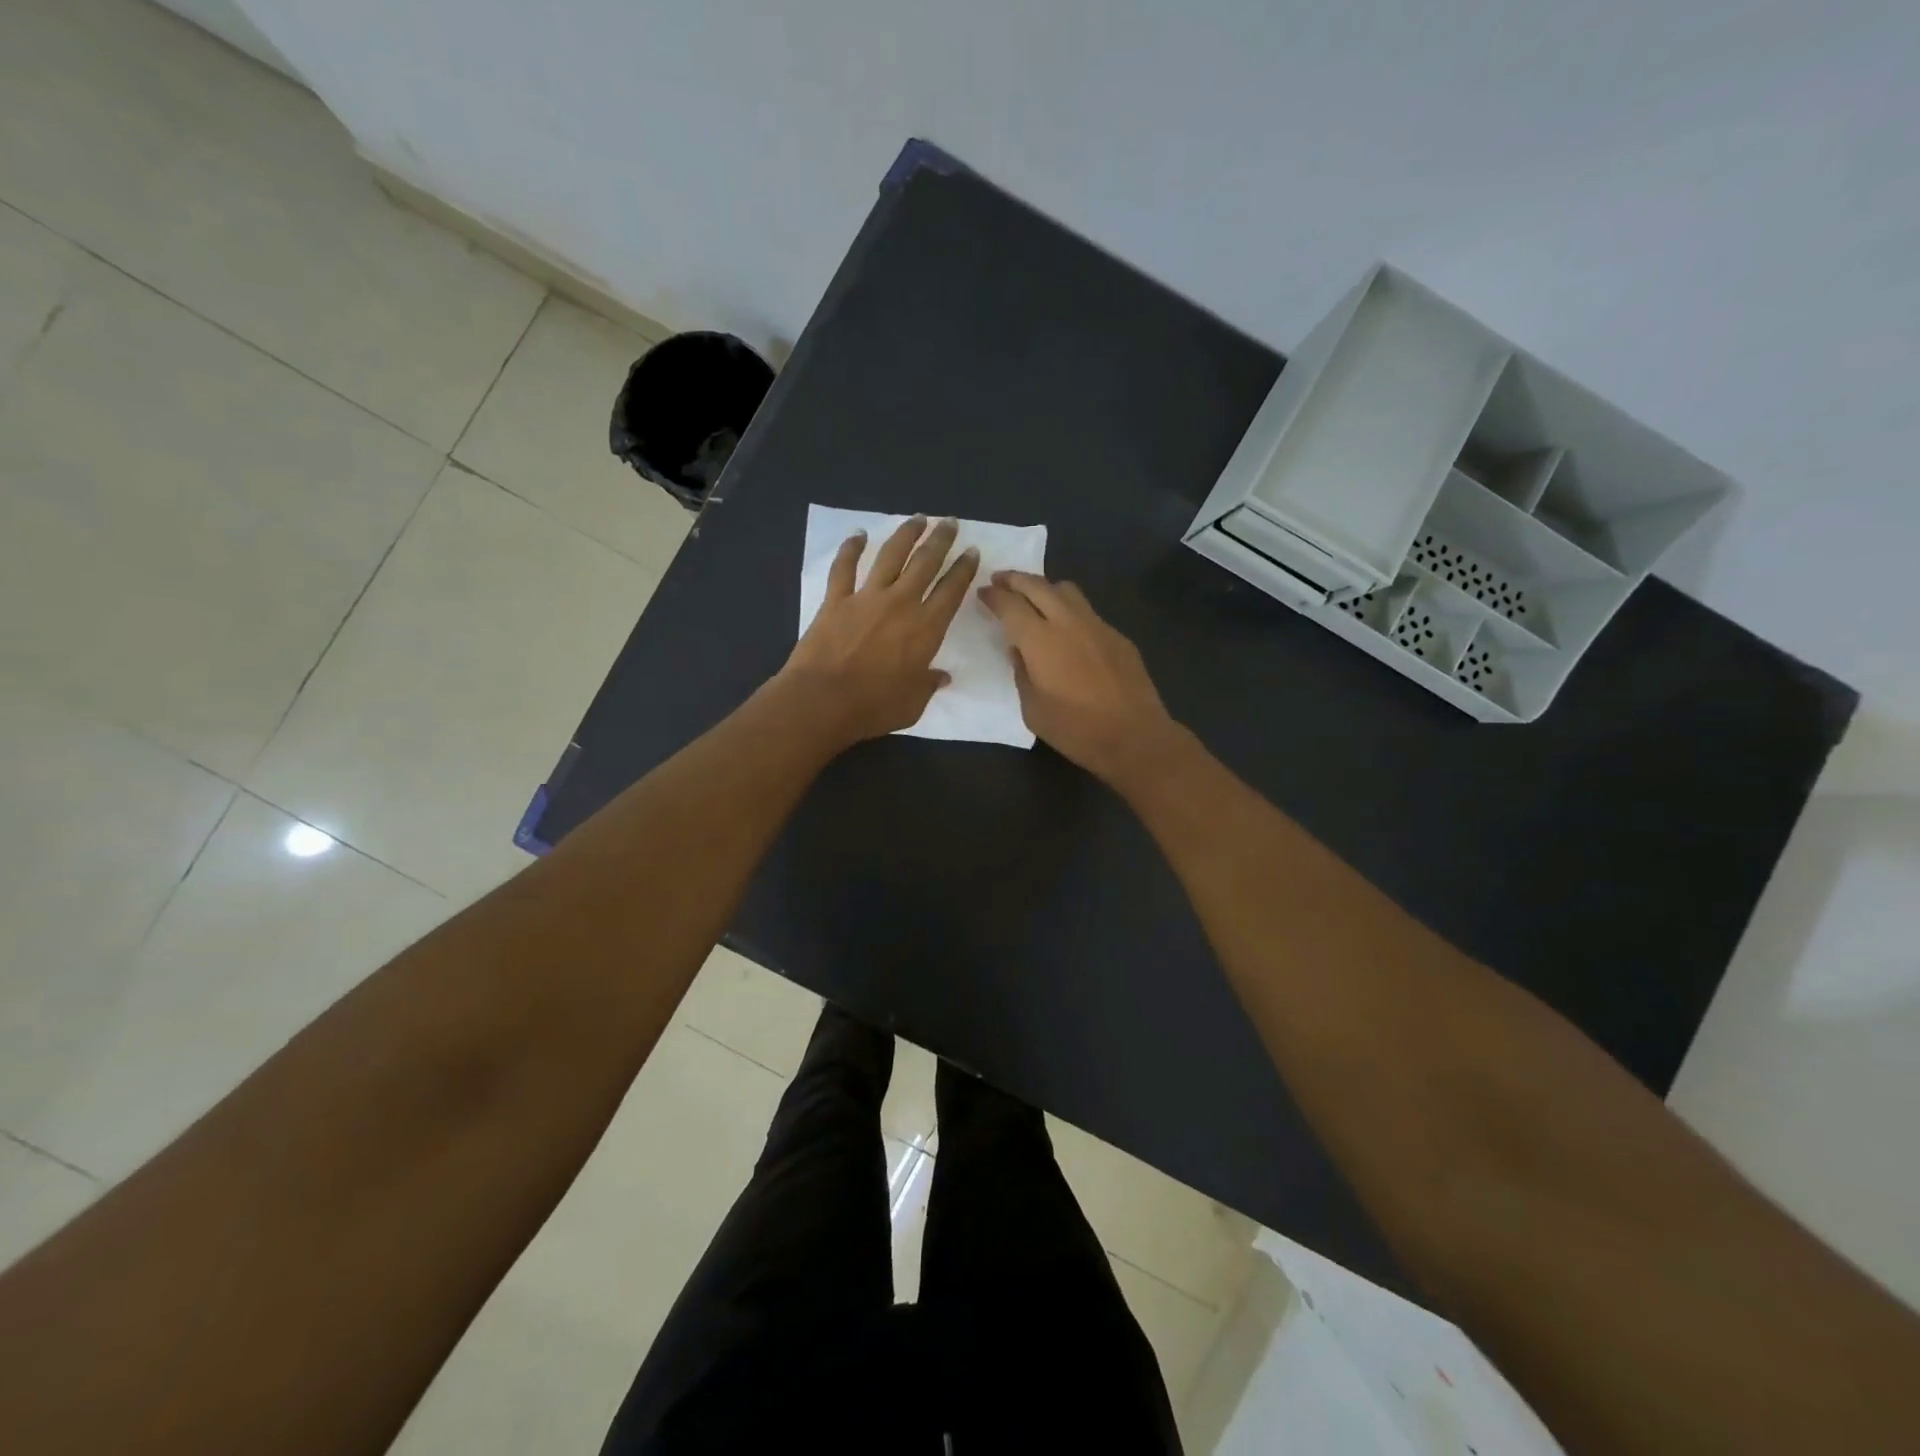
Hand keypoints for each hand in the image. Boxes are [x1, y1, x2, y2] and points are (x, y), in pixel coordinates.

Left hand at [776, 516, 978, 748]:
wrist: (823, 701)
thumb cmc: (874, 707)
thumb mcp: (913, 704)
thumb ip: (928, 684)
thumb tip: (941, 677)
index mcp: (926, 628)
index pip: (951, 590)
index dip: (964, 569)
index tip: (971, 552)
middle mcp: (900, 604)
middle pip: (925, 563)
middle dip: (941, 540)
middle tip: (950, 523)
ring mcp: (866, 598)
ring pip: (890, 556)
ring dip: (905, 534)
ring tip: (918, 519)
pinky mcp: (836, 600)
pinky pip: (844, 567)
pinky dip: (851, 548)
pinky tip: (858, 534)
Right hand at [977, 571, 1179, 784]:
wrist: (1134, 736)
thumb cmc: (1075, 729)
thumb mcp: (1033, 709)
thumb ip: (1022, 674)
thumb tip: (1019, 652)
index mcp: (1040, 640)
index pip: (1010, 605)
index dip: (993, 596)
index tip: (983, 592)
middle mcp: (1068, 622)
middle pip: (1038, 586)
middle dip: (1015, 579)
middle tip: (1000, 579)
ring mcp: (1097, 626)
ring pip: (1067, 591)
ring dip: (1045, 587)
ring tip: (1034, 596)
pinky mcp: (1117, 636)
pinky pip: (1087, 611)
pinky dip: (1069, 610)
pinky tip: (1067, 629)